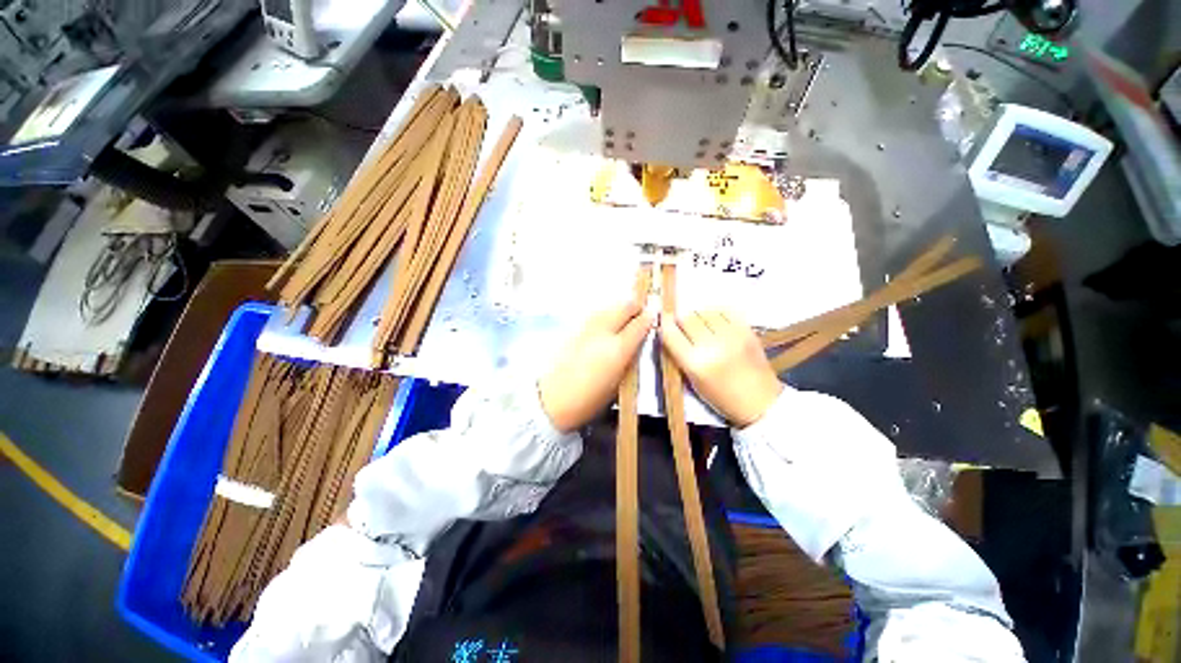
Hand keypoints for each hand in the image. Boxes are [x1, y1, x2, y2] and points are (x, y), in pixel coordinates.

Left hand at [539, 301, 653, 431]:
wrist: (551, 400)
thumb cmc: (588, 400)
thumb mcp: (617, 384)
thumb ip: (629, 358)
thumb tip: (637, 342)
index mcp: (617, 349)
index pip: (640, 323)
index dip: (650, 318)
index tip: (653, 317)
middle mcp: (603, 331)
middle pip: (624, 305)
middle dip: (635, 306)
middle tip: (640, 314)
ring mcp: (586, 327)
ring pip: (608, 306)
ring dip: (619, 309)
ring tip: (623, 319)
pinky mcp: (573, 328)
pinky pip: (595, 314)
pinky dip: (604, 315)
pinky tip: (604, 326)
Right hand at [659, 310, 783, 427]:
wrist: (760, 401)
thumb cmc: (720, 397)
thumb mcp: (692, 381)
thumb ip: (678, 355)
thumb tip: (669, 330)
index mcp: (695, 364)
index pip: (671, 333)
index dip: (665, 323)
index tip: (664, 318)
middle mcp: (712, 346)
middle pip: (687, 318)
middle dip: (681, 320)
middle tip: (683, 326)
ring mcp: (731, 336)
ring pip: (705, 312)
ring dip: (698, 316)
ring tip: (701, 325)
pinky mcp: (747, 330)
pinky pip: (724, 310)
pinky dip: (716, 313)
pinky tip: (716, 321)